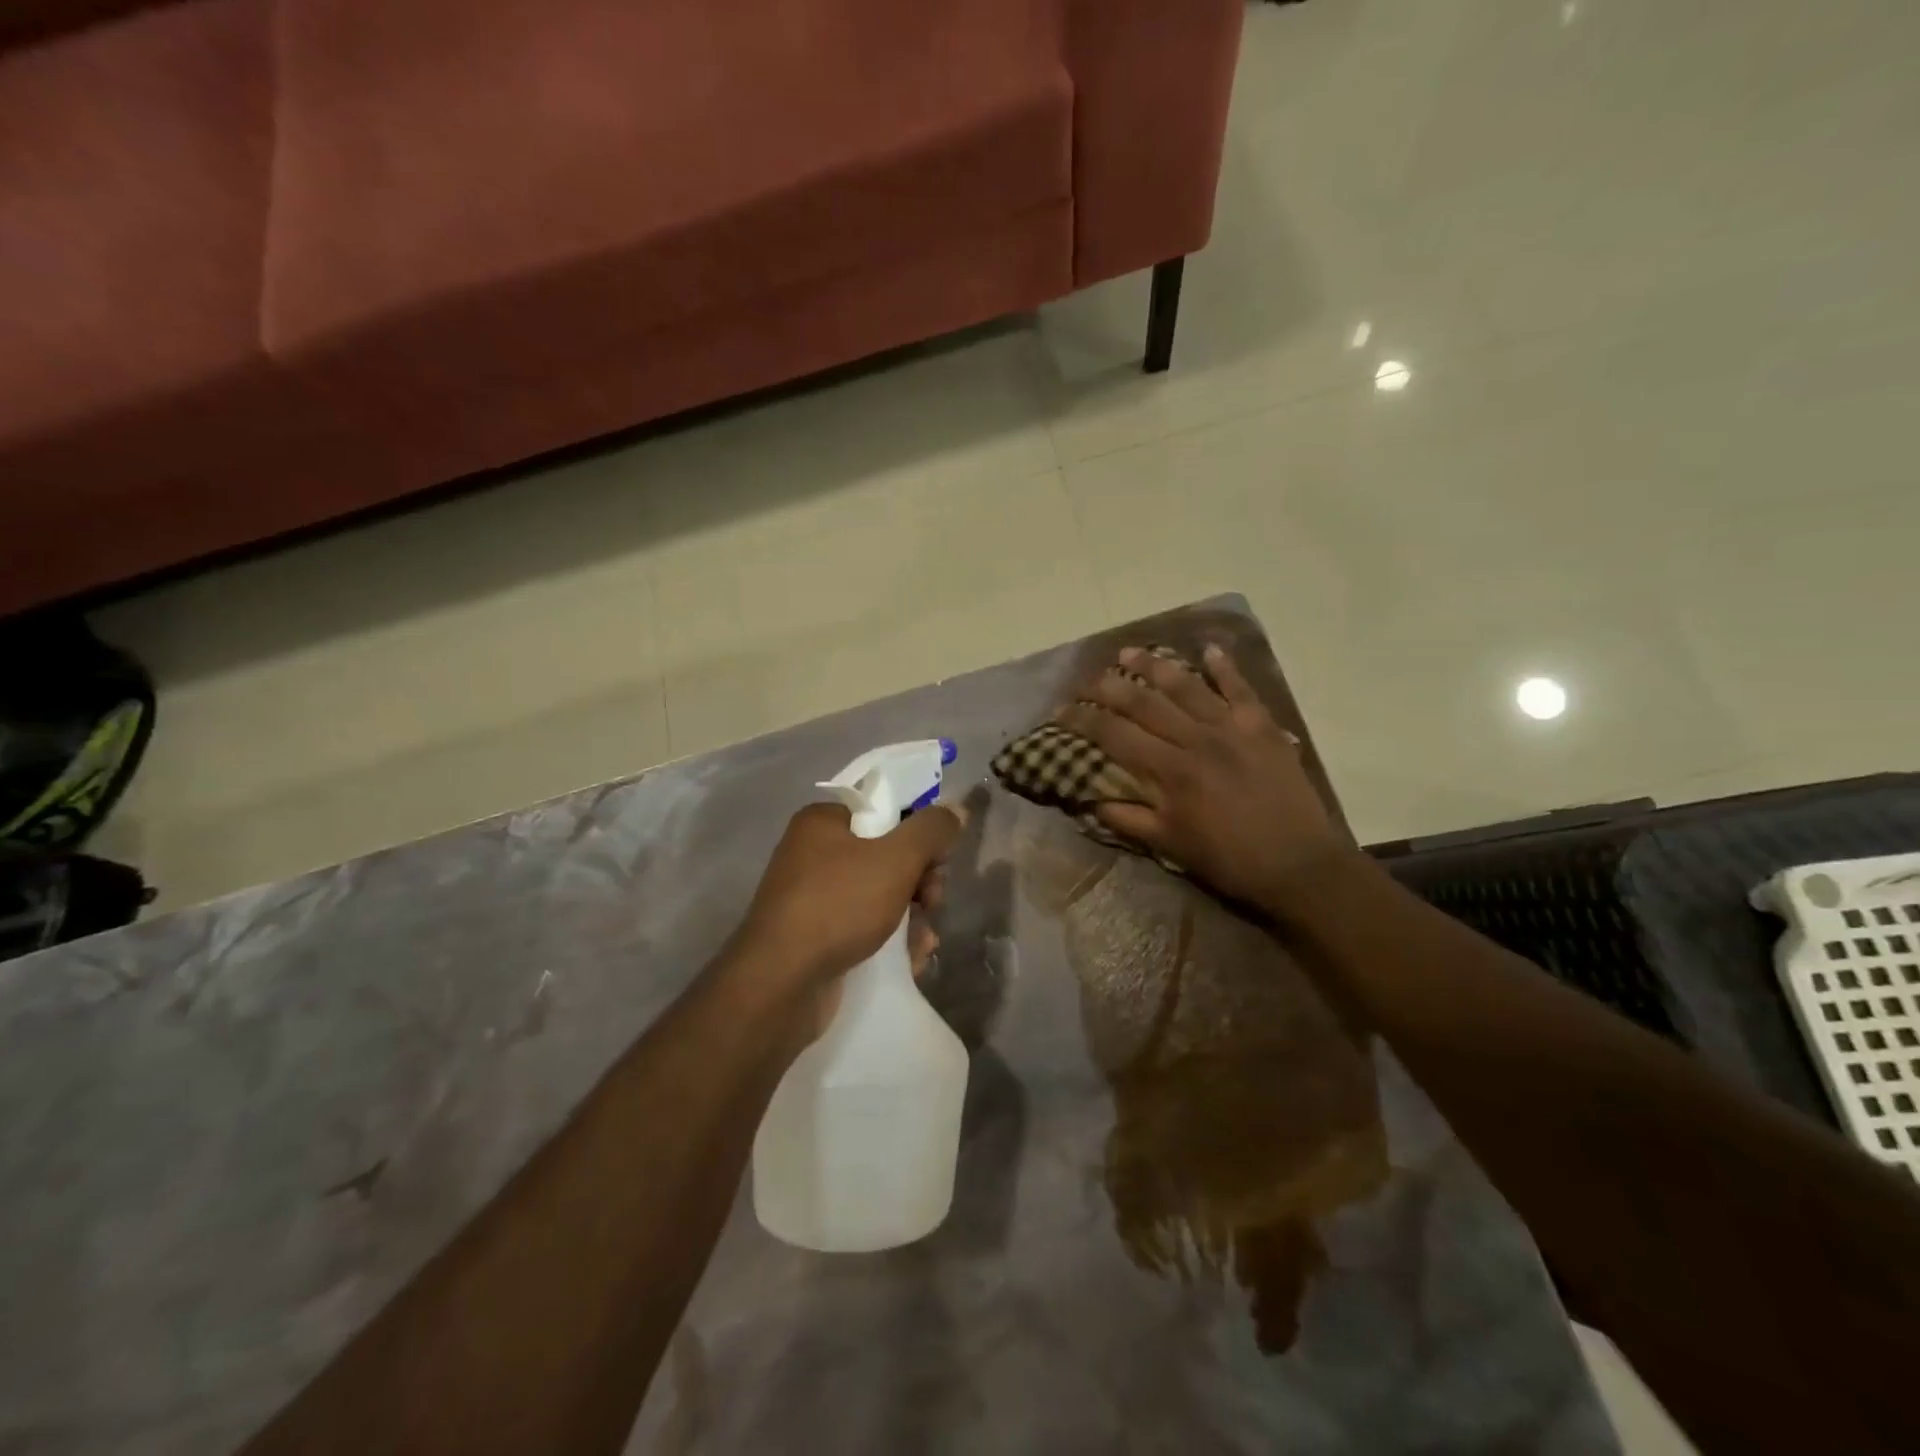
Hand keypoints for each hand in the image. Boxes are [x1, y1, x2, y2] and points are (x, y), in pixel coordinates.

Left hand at [734, 800, 963, 1031]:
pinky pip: (864, 928)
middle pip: (887, 855)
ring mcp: (813, 899)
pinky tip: (910, 961)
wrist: (780, 984)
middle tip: (931, 903)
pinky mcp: (817, 938)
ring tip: (924, 942)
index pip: (884, 811)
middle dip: (920, 882)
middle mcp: (813, 854)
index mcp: (823, 822)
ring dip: (912, 918)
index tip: (938, 860)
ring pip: (880, 896)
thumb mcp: (895, 859)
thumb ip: (931, 830)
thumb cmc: (838, 905)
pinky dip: (890, 941)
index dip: (918, 833)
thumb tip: (956, 809)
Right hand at [1057, 644, 1346, 913]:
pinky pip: (1240, 689)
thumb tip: (1089, 801)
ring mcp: (1231, 728)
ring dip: (1155, 666)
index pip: (1115, 735)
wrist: (1299, 864)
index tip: (1062, 709)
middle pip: (1144, 703)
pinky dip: (1225, 667)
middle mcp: (1195, 740)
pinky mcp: (1262, 727)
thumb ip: (1128, 820)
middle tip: (1087, 677)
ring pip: (1186, 687)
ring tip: (1130, 652)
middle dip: (1110, 686)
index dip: (1084, 720)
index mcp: (1169, 772)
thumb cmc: (1229, 859)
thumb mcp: (1171, 846)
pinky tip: (1208, 649)